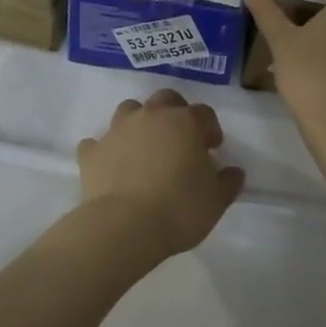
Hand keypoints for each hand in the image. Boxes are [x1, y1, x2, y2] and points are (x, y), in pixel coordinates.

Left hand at [76, 88, 246, 259]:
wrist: (124, 227)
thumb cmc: (179, 209)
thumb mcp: (216, 201)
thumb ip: (228, 182)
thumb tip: (233, 172)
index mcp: (185, 123)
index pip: (204, 113)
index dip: (210, 129)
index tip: (212, 149)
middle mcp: (151, 117)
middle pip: (166, 99)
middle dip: (175, 113)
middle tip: (179, 139)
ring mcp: (118, 131)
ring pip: (129, 110)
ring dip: (139, 122)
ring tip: (145, 148)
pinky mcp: (92, 152)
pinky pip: (97, 143)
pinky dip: (104, 150)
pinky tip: (110, 165)